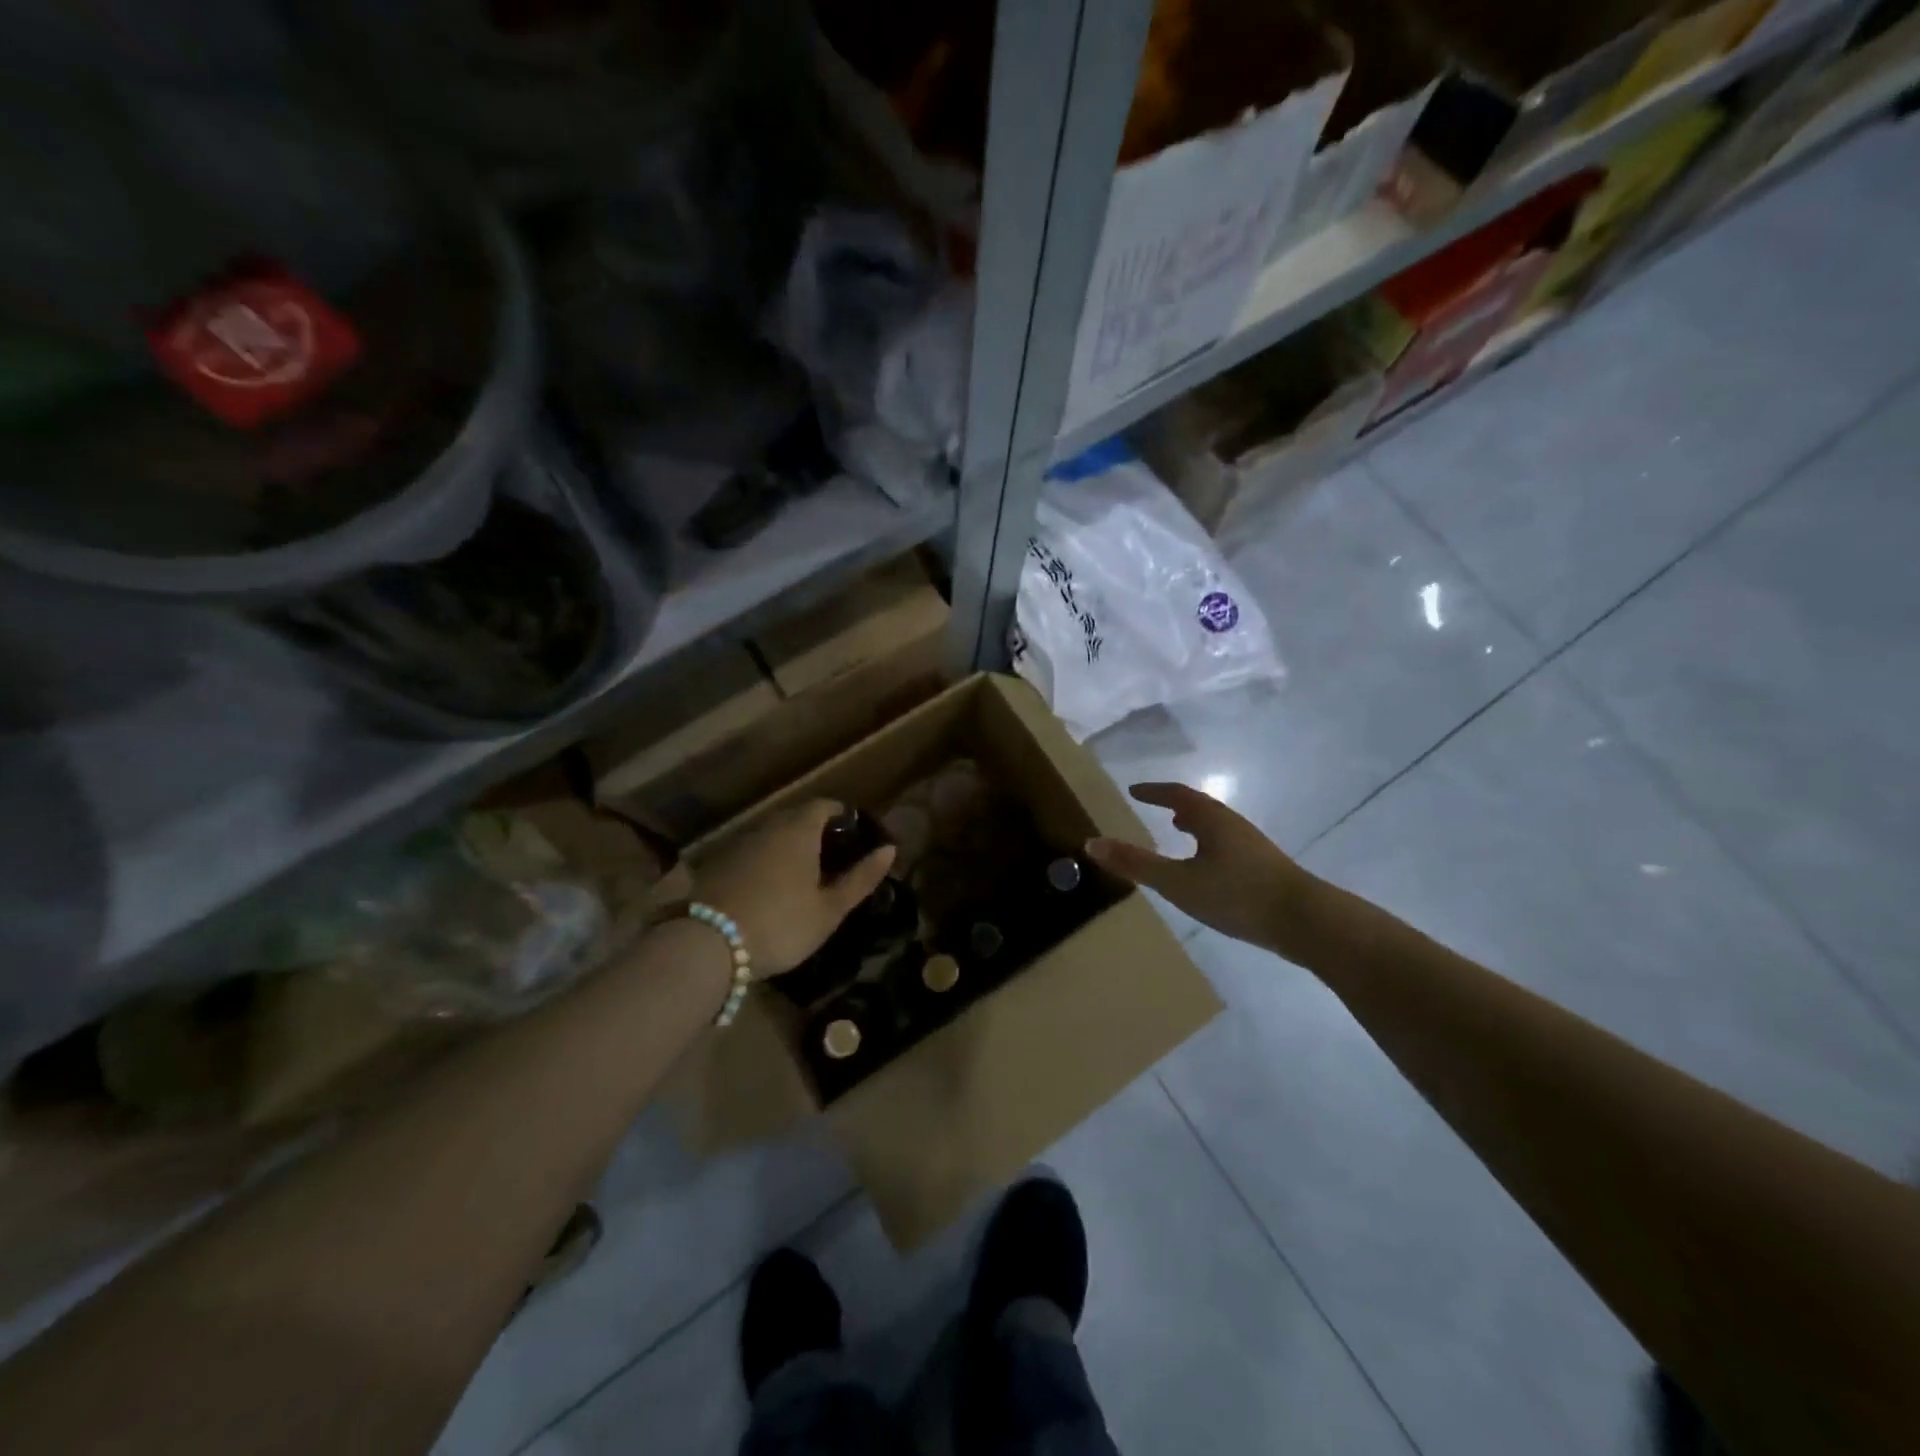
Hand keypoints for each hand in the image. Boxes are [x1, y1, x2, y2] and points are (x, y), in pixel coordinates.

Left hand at [695, 799, 895, 978]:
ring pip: (771, 834)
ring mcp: (738, 844)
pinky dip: (765, 860)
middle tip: (832, 857)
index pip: (824, 805)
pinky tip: (769, 887)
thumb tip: (890, 849)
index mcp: (799, 830)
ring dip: (788, 845)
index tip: (854, 835)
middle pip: (795, 816)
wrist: (708, 945)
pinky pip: (751, 851)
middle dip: (816, 829)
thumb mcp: (829, 909)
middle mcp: (767, 827)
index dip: (842, 815)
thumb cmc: (782, 924)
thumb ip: (861, 878)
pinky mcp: (716, 864)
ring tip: (803, 874)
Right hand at [1085, 782, 1320, 957]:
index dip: (1153, 791)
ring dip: (1195, 824)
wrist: (1304, 920)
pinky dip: (1209, 843)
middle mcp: (1232, 824)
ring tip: (1179, 831)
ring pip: (1216, 826)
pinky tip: (1210, 868)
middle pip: (1200, 806)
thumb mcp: (1177, 882)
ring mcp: (1252, 845)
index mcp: (1210, 819)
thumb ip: (1136, 864)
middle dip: (1175, 805)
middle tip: (1156, 808)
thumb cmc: (1236, 894)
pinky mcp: (1264, 867)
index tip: (1134, 790)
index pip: (1176, 795)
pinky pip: (1227, 844)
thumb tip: (1092, 843)